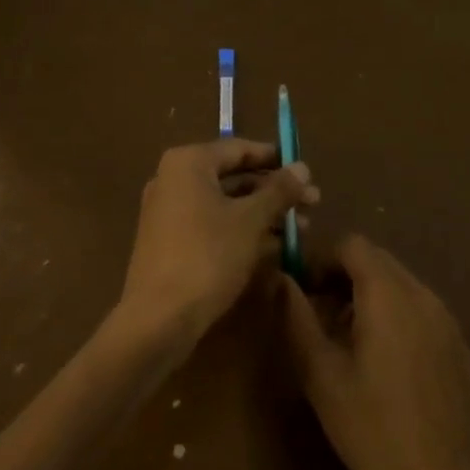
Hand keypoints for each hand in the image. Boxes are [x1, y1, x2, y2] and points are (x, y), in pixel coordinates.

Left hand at [120, 138, 315, 344]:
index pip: (240, 149)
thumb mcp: (251, 220)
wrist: (157, 321)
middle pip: (234, 177)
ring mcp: (170, 212)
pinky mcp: (171, 242)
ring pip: (226, 203)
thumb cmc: (207, 257)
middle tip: (312, 203)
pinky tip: (276, 246)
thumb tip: (303, 167)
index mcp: (189, 163)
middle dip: (275, 191)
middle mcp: (174, 179)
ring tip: (302, 228)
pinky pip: (213, 224)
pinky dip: (242, 230)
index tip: (306, 172)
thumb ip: (278, 191)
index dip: (276, 159)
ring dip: (264, 213)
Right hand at [280, 235, 469, 469]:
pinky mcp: (457, 343)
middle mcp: (421, 293)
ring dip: (367, 295)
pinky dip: (392, 313)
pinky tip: (381, 361)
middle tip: (317, 312)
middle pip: (376, 260)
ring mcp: (445, 318)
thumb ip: (297, 318)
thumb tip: (280, 279)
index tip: (302, 288)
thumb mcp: (321, 375)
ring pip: (398, 283)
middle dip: (342, 275)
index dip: (321, 258)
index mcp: (389, 293)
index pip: (351, 244)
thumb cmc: (375, 431)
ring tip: (344, 338)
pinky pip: (417, 308)